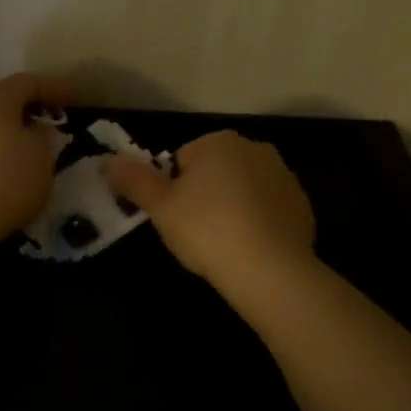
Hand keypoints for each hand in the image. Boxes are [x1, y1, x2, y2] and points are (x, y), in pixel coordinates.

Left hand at [0, 73, 72, 247]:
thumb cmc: (5, 183)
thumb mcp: (42, 158)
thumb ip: (44, 135)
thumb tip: (35, 130)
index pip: (29, 82)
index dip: (54, 88)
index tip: (74, 98)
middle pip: (2, 96)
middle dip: (29, 105)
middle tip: (51, 118)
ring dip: (8, 124)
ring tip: (29, 140)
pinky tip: (3, 158)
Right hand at [106, 130, 314, 282]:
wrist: (270, 269)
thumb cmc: (207, 229)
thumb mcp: (160, 207)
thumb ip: (133, 180)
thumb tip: (108, 161)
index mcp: (219, 141)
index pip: (183, 159)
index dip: (173, 190)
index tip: (176, 218)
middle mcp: (255, 149)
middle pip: (215, 171)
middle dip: (204, 195)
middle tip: (196, 232)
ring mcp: (284, 176)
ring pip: (243, 190)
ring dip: (233, 208)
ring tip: (224, 245)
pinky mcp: (302, 206)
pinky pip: (269, 210)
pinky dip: (258, 224)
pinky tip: (250, 250)